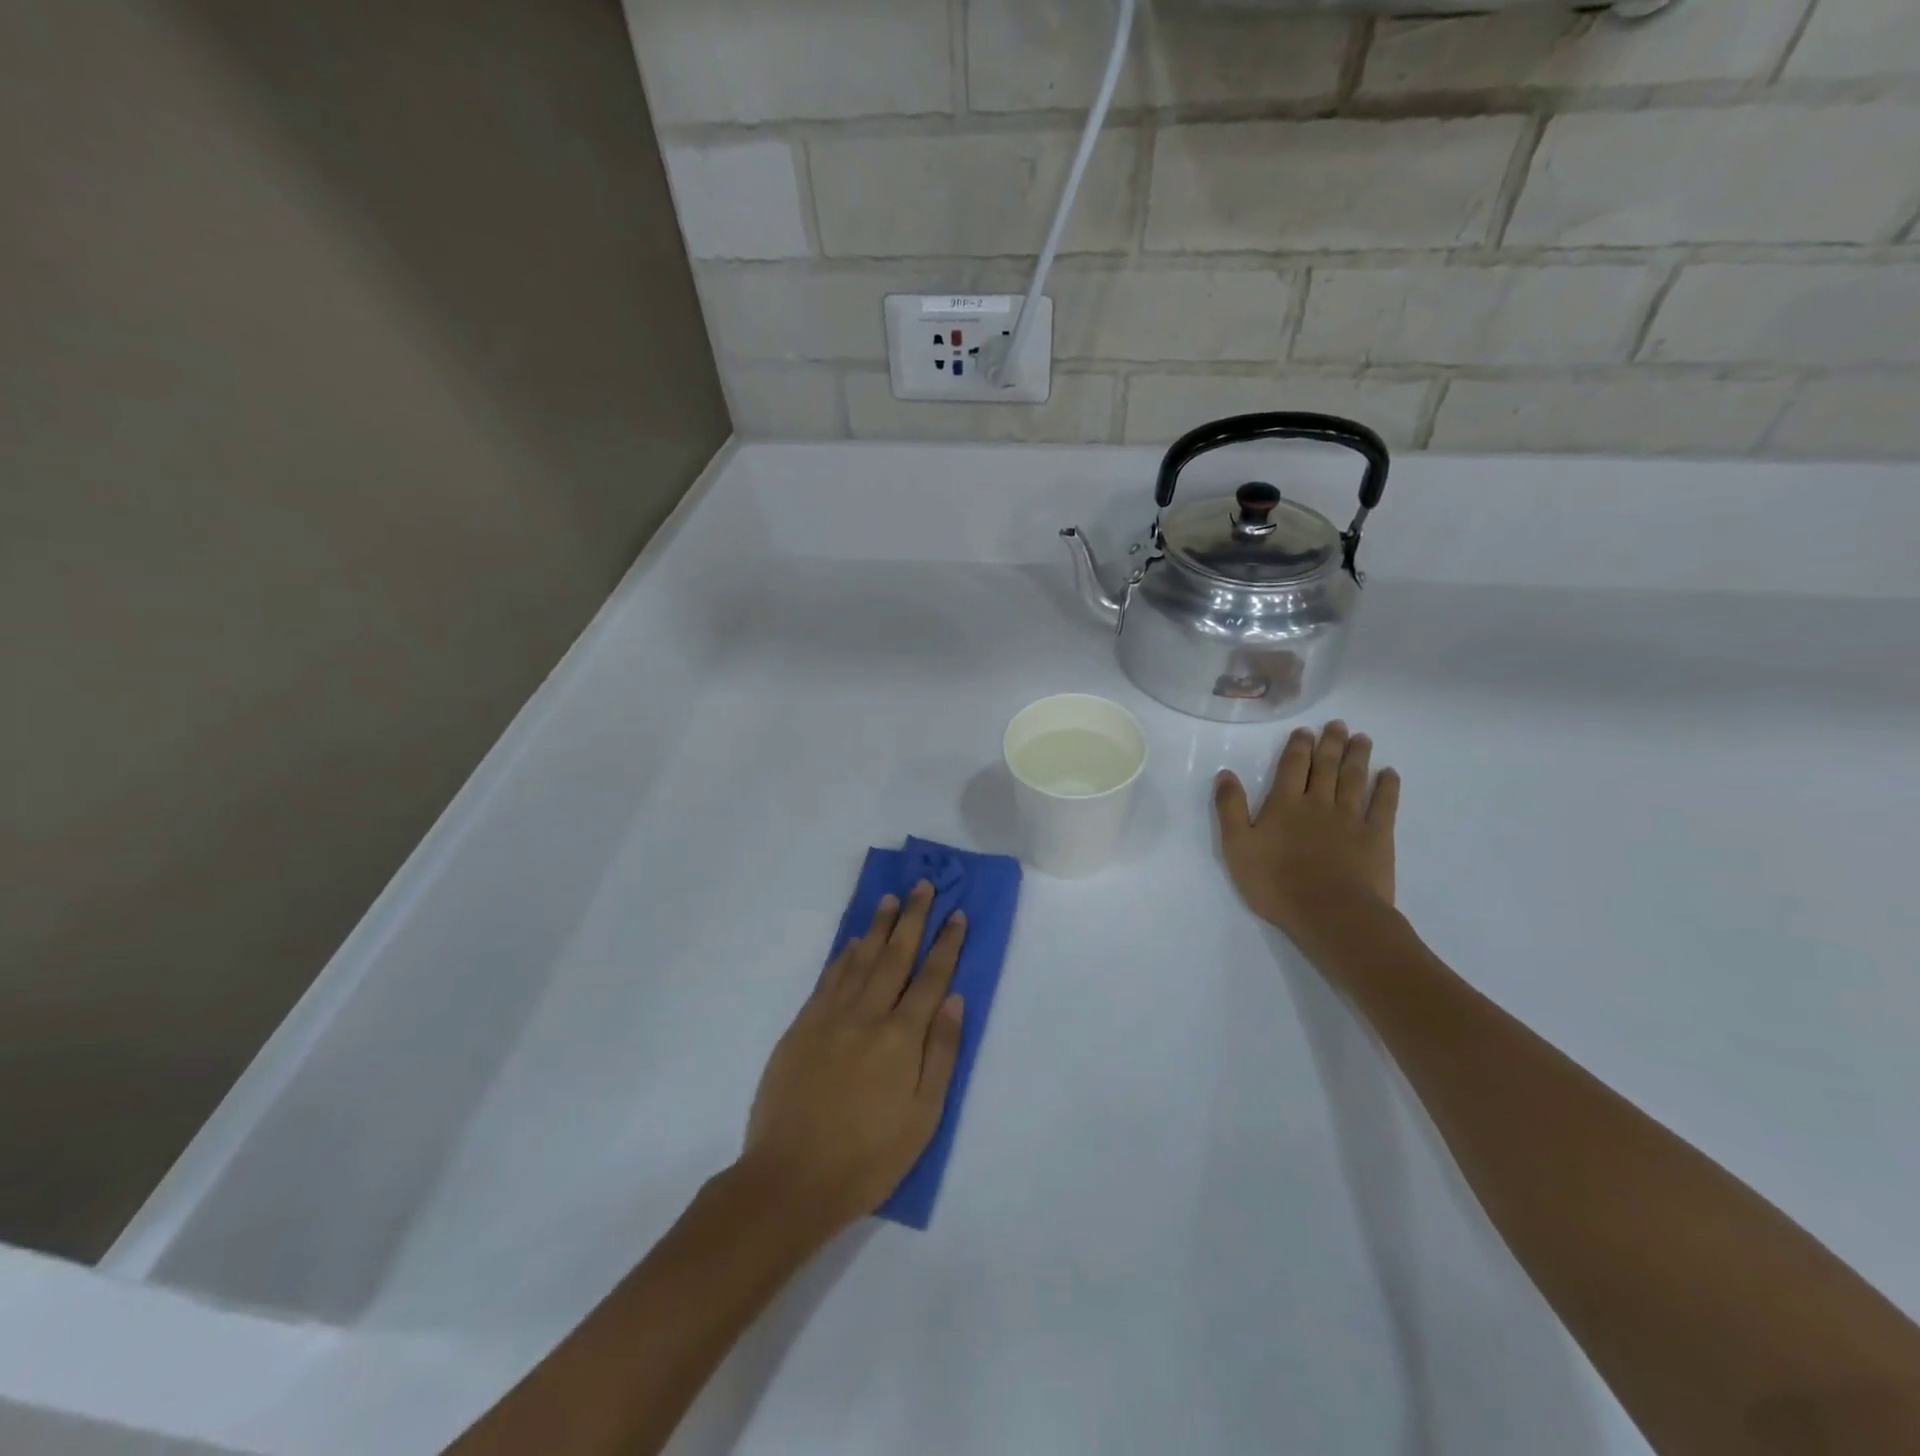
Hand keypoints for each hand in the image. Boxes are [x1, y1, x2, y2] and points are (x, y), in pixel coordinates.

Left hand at [741, 882, 965, 1238]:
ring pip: (861, 958)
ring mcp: (830, 1016)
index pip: (931, 978)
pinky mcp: (802, 1025)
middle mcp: (867, 1015)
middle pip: (896, 955)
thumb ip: (942, 1052)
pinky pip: (829, 977)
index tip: (957, 914)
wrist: (791, 1179)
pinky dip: (845, 954)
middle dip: (913, 918)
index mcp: (901, 1037)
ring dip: (879, 926)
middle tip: (924, 885)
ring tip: (891, 899)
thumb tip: (955, 999)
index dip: (946, 944)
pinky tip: (854, 940)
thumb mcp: (923, 1117)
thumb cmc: (868, 1157)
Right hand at [1214, 721, 1399, 941]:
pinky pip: (1384, 805)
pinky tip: (1390, 774)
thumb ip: (1231, 809)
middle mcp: (1319, 803)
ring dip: (1357, 757)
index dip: (1298, 747)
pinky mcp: (1377, 837)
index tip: (1305, 730)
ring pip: (1355, 780)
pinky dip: (1387, 787)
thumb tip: (1225, 774)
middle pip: (1326, 767)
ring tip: (1362, 738)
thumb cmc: (1276, 883)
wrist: (1330, 912)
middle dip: (1330, 744)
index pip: (1292, 767)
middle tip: (1338, 725)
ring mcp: (1351, 819)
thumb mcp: (1237, 847)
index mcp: (1284, 804)